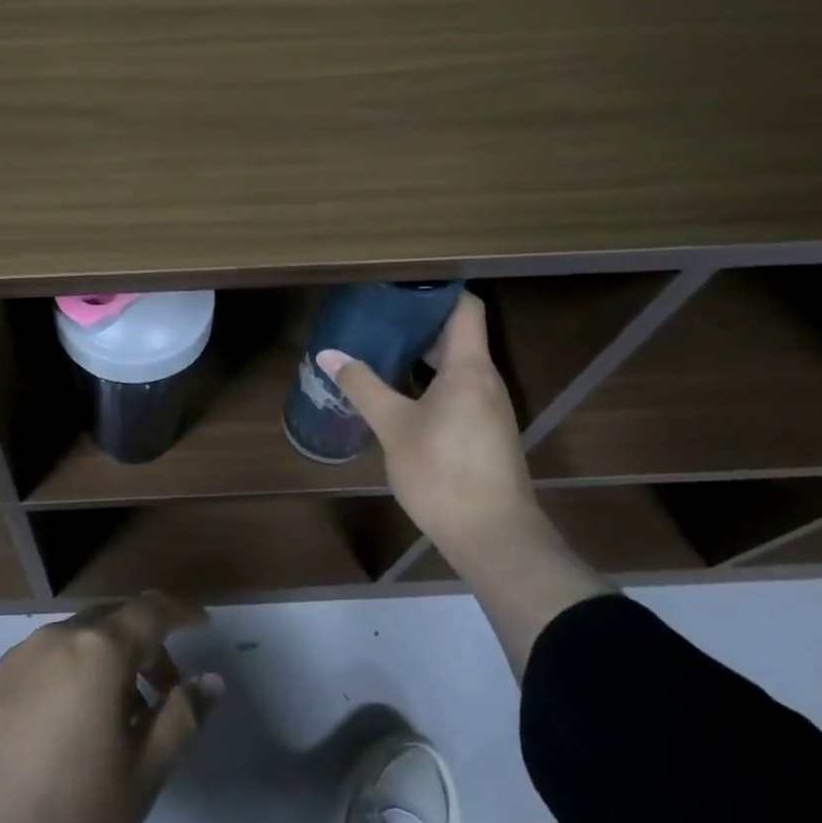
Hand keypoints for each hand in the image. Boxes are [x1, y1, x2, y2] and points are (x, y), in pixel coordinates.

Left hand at [0, 592, 221, 822]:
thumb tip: (209, 681)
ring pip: (80, 640)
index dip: (182, 613)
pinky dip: (76, 674)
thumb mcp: (139, 778)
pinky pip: (49, 659)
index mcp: (97, 650)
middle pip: (114, 620)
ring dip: (111, 663)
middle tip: (167, 692)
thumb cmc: (62, 819)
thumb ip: (180, 720)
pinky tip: (73, 728)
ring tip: (122, 721)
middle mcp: (57, 637)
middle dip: (148, 645)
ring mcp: (18, 654)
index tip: (204, 625)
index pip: (151, 610)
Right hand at [317, 293, 538, 560]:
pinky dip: (428, 382)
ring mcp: (487, 408)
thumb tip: (328, 354)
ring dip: (420, 355)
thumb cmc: (443, 471)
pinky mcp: (483, 432)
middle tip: (375, 316)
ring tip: (378, 349)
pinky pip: (456, 390)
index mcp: (468, 368)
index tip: (399, 285)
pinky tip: (396, 393)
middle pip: (456, 335)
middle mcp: (484, 381)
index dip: (436, 290)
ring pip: (455, 365)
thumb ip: (362, 386)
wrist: (494, 537)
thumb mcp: (393, 426)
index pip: (464, 308)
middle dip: (417, 323)